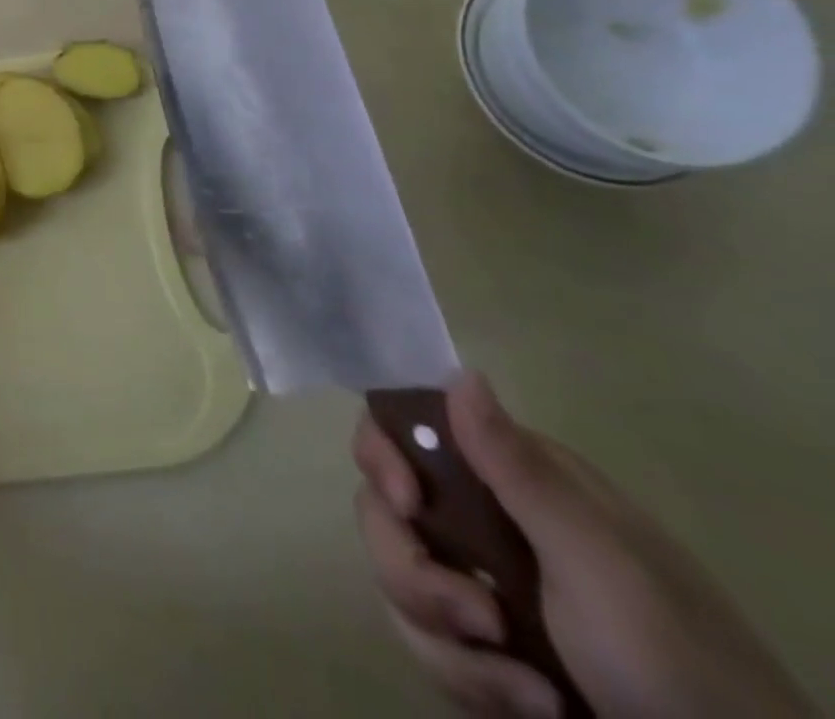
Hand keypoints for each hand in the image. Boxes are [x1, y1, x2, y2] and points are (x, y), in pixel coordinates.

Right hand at [354, 373, 812, 717]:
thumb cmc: (673, 659)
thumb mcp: (599, 563)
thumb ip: (519, 468)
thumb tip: (460, 371)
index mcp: (509, 479)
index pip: (402, 431)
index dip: (382, 456)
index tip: (406, 504)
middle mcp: (479, 519)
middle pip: (383, 512)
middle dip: (415, 573)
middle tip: (480, 621)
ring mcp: (475, 583)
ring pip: (397, 580)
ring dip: (448, 643)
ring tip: (531, 695)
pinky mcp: (473, 644)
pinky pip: (423, 639)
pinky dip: (467, 679)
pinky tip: (529, 706)